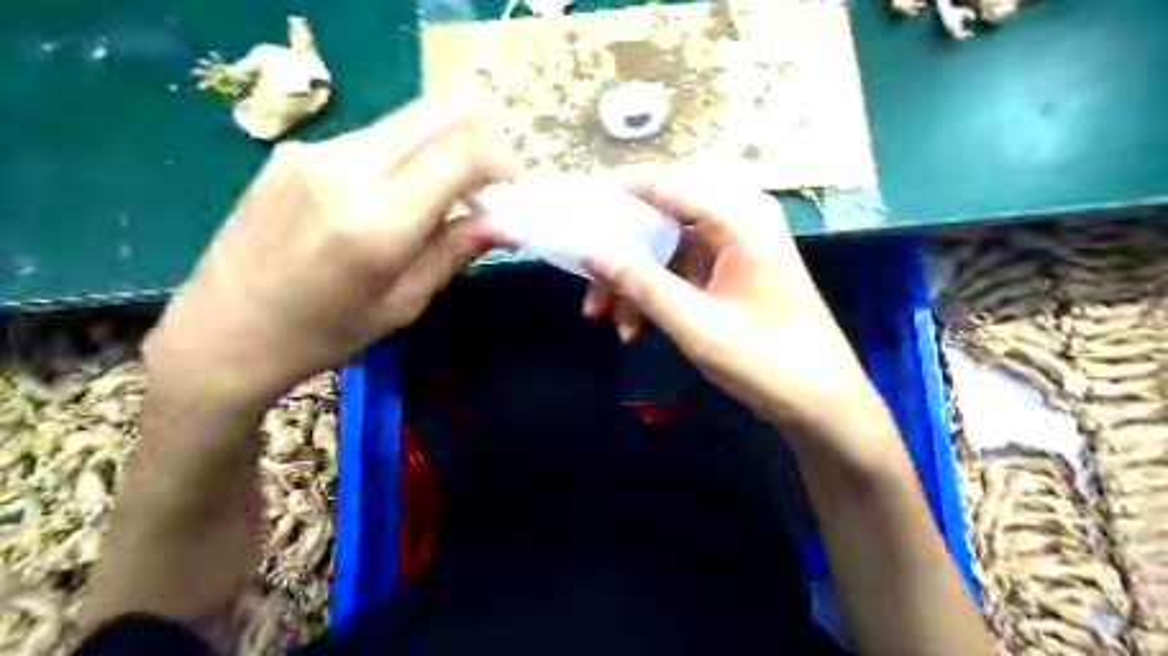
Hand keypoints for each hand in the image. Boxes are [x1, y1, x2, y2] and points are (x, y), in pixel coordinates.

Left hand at [150, 97, 519, 406]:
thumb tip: (509, 226)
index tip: (515, 187)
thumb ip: (454, 251)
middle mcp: (345, 168)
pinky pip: (370, 138)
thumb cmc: (323, 333)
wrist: (223, 330)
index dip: (501, 160)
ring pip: (405, 121)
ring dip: (443, 146)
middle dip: (480, 139)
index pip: (460, 153)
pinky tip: (396, 197)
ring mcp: (314, 152)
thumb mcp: (402, 304)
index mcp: (377, 219)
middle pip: (436, 114)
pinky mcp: (293, 151)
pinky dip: (404, 156)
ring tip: (449, 193)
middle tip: (493, 181)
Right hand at [584, 175, 894, 460]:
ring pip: (665, 247)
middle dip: (619, 250)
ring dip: (632, 280)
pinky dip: (653, 293)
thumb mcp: (696, 325)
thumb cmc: (768, 362)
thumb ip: (642, 283)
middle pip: (661, 215)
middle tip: (585, 279)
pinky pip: (679, 269)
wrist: (821, 404)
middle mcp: (738, 219)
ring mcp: (734, 246)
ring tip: (604, 318)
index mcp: (740, 218)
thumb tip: (589, 250)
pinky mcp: (730, 271)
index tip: (572, 212)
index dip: (615, 195)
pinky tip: (632, 328)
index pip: (664, 185)